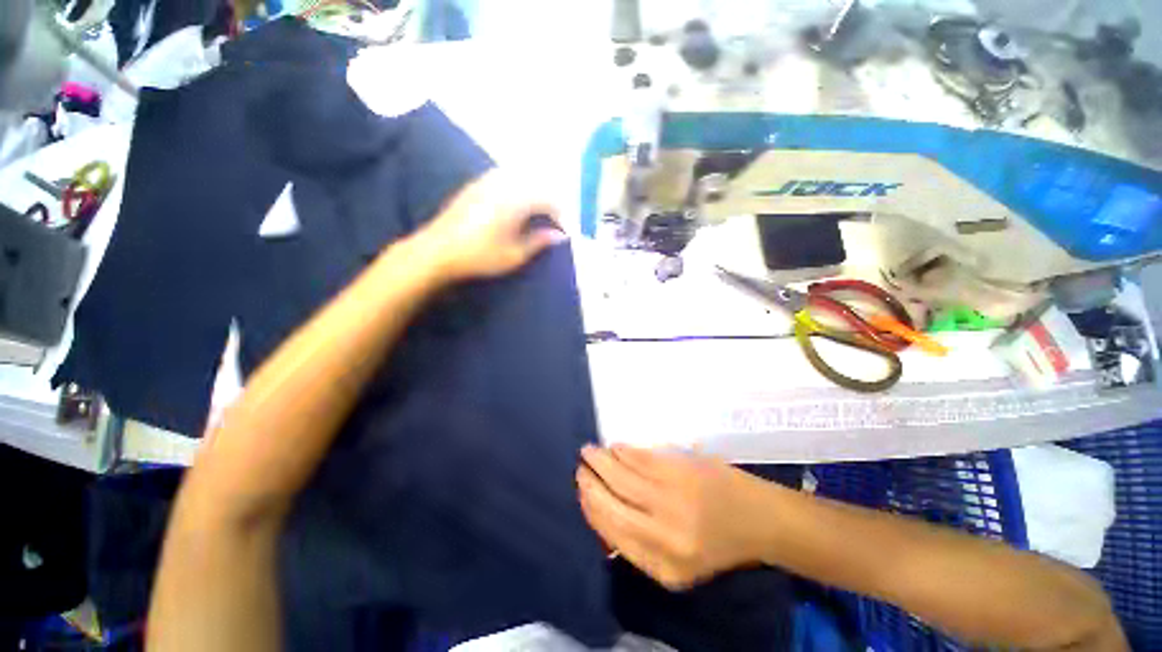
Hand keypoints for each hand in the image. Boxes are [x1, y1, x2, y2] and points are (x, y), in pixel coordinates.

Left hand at [415, 169, 566, 281]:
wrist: (437, 251)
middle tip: (553, 222)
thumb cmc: (480, 256)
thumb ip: (539, 241)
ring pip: (519, 178)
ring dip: (532, 192)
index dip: (560, 215)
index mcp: (515, 200)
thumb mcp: (515, 254)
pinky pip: (503, 178)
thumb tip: (560, 235)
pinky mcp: (474, 185)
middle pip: (536, 184)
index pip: (548, 199)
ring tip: (536, 214)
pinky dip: (516, 188)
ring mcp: (486, 181)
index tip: (563, 231)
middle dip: (549, 202)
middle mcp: (502, 184)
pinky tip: (513, 205)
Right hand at [577, 445, 781, 590]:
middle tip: (579, 466)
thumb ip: (640, 547)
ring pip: (621, 474)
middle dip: (589, 482)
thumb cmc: (717, 545)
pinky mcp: (680, 469)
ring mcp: (672, 496)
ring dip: (601, 460)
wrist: (759, 518)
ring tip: (589, 451)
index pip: (611, 532)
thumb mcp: (679, 566)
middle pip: (611, 502)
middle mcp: (663, 533)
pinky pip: (640, 457)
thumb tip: (603, 516)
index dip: (590, 508)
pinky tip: (615, 447)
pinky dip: (623, 451)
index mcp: (661, 566)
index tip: (580, 490)